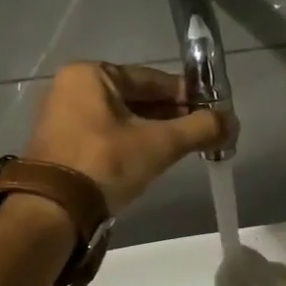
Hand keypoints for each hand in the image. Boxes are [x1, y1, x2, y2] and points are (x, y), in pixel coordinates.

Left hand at [24, 62, 229, 211]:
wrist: (53, 211)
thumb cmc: (105, 163)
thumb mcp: (159, 144)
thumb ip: (199, 128)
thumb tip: (233, 122)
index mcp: (91, 74)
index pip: (152, 79)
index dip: (186, 96)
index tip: (212, 112)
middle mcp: (72, 88)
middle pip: (136, 98)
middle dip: (170, 117)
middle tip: (200, 135)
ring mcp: (62, 117)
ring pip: (121, 119)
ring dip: (152, 132)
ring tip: (181, 150)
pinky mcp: (60, 144)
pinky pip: (105, 135)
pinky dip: (129, 144)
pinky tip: (150, 160)